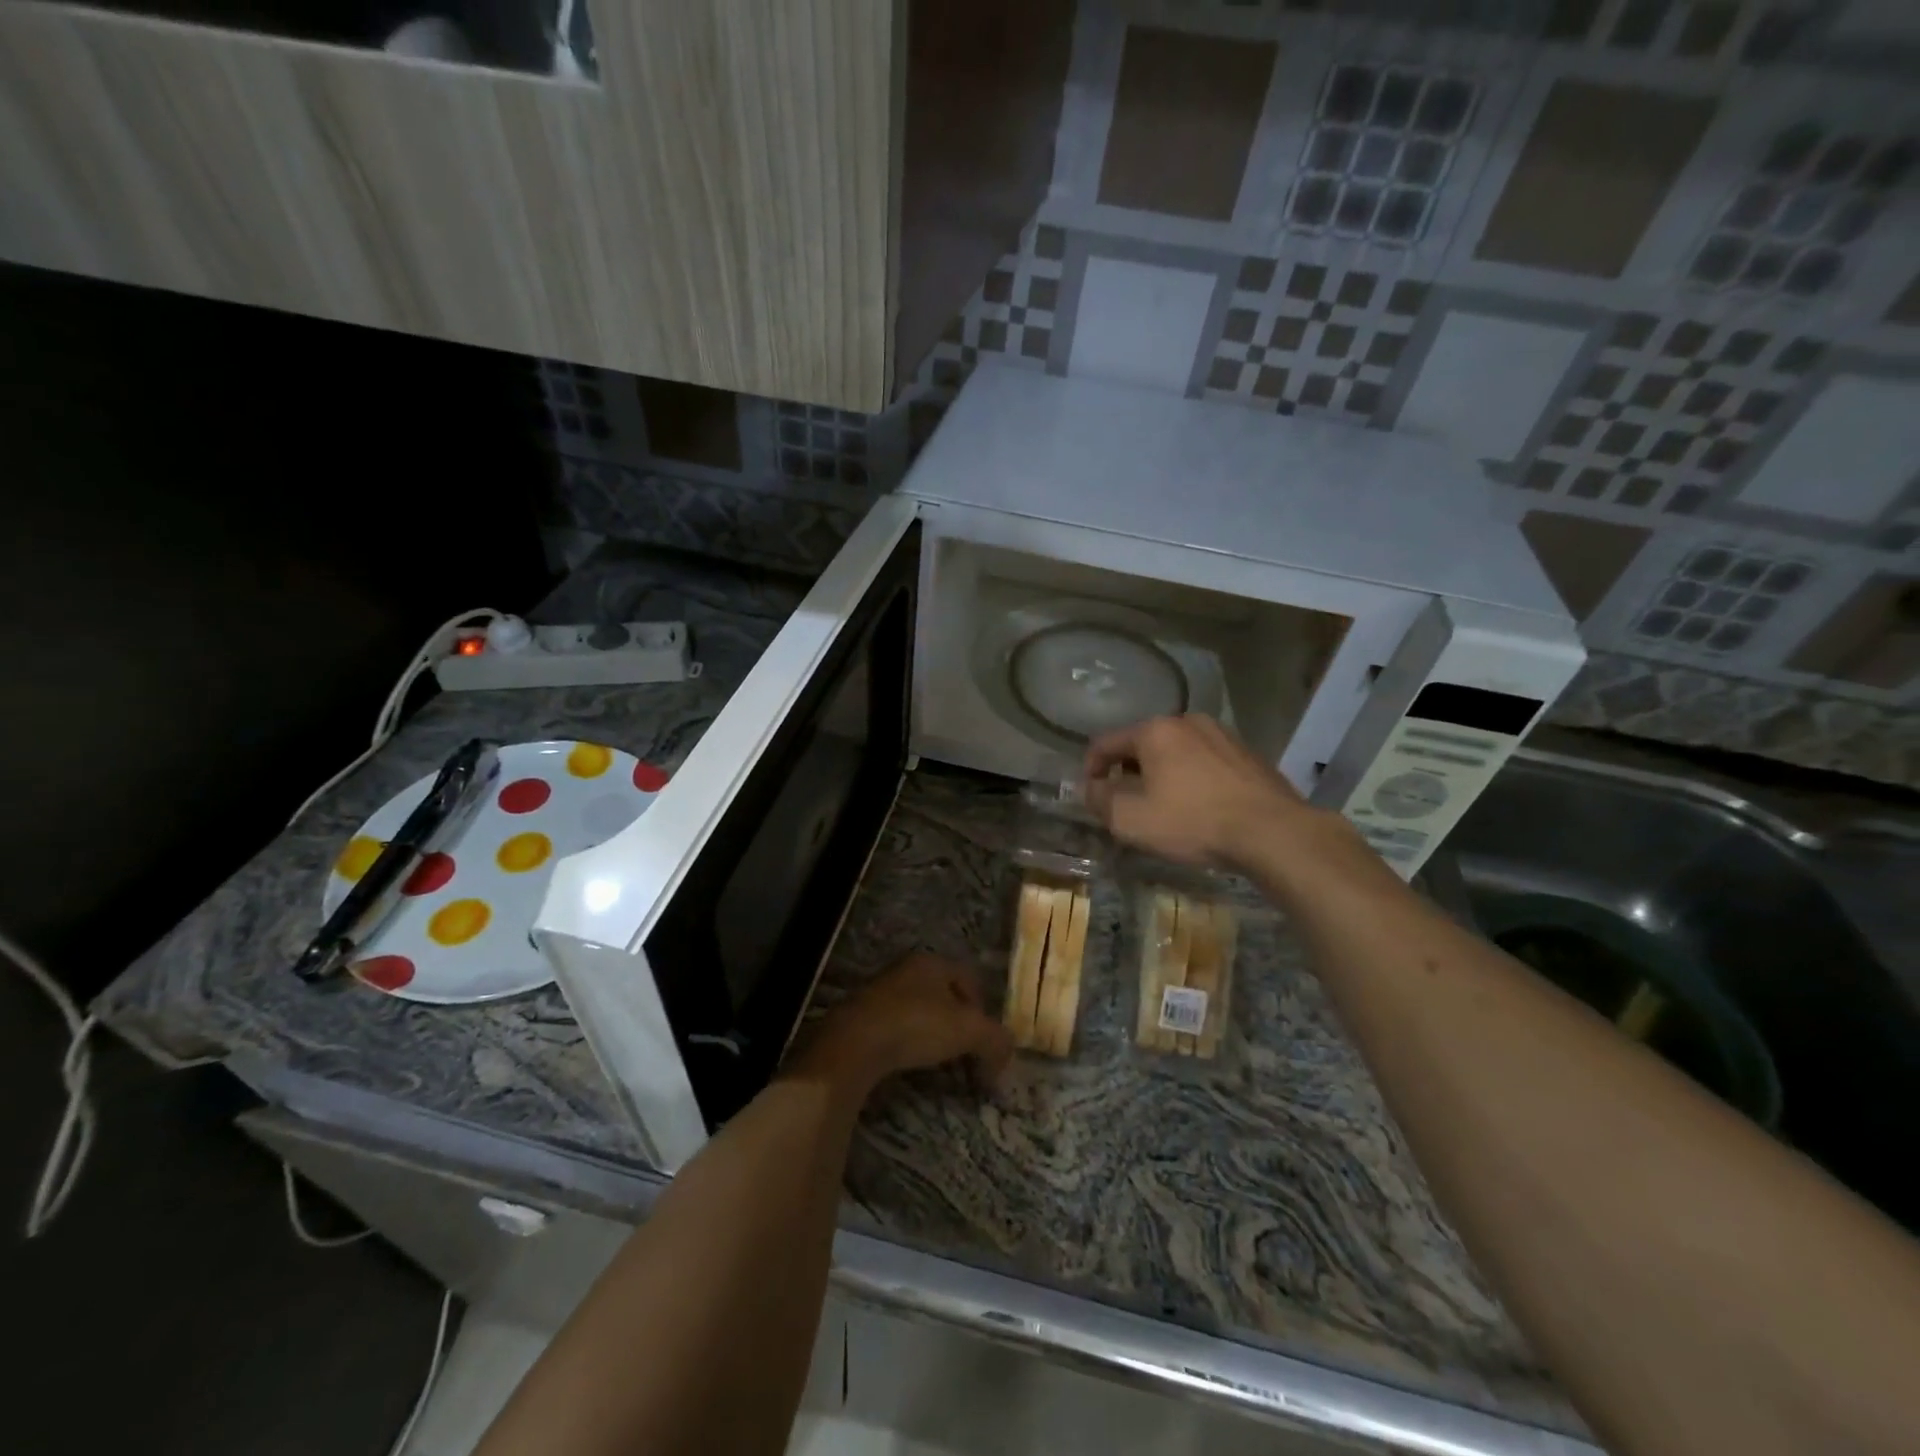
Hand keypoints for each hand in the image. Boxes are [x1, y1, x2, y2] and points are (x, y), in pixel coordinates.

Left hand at [795, 953, 1013, 1096]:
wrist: (853, 1043)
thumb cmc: (916, 1025)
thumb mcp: (969, 1031)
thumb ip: (996, 1040)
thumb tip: (1006, 1058)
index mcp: (932, 962)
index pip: (970, 979)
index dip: (984, 1010)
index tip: (986, 1042)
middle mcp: (906, 970)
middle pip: (945, 997)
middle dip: (960, 1027)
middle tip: (967, 1056)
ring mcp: (881, 992)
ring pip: (920, 1013)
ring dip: (934, 1038)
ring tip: (941, 1067)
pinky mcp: (862, 1017)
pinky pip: (897, 1028)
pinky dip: (909, 1046)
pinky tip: (910, 1066)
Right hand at [1083, 714, 1312, 870]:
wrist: (1271, 831)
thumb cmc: (1192, 821)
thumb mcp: (1130, 819)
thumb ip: (1100, 799)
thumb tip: (1091, 788)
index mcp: (1154, 730)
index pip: (1105, 742)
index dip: (1090, 769)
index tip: (1090, 795)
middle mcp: (1187, 721)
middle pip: (1142, 745)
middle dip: (1128, 773)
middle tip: (1126, 805)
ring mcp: (1222, 735)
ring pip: (1176, 753)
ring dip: (1161, 775)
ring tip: (1163, 808)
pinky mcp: (1247, 754)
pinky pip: (1205, 763)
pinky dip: (1191, 779)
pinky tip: (1198, 807)